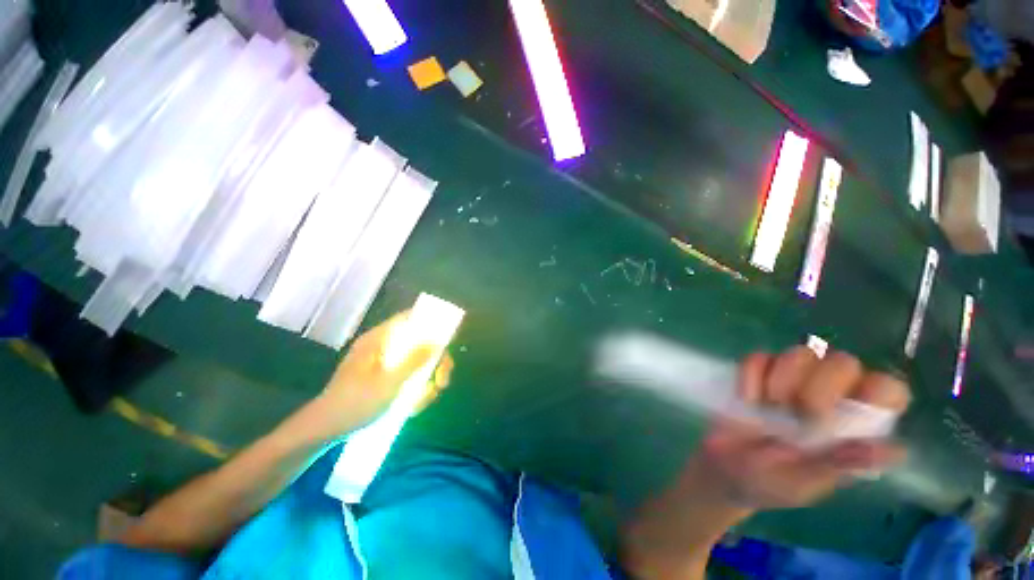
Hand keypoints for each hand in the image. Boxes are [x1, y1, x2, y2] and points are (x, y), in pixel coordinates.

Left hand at [307, 311, 453, 440]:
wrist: (325, 432)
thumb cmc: (354, 403)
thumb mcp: (388, 382)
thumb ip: (414, 360)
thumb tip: (438, 341)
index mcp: (379, 340)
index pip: (408, 319)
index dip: (430, 322)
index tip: (448, 337)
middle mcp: (384, 348)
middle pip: (420, 343)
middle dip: (435, 363)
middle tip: (442, 381)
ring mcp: (385, 365)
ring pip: (418, 364)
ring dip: (427, 382)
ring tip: (423, 401)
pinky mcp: (386, 380)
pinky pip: (410, 379)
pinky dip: (415, 392)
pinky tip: (411, 408)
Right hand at [696, 347, 909, 509]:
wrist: (721, 467)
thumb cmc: (768, 483)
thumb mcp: (804, 483)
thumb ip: (839, 464)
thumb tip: (892, 451)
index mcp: (855, 427)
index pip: (887, 390)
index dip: (873, 392)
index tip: (840, 414)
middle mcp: (831, 396)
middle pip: (843, 362)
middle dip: (815, 389)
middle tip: (792, 415)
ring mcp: (793, 379)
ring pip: (801, 353)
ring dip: (779, 381)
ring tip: (767, 407)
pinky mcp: (758, 371)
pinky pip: (758, 357)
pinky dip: (748, 376)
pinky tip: (746, 399)